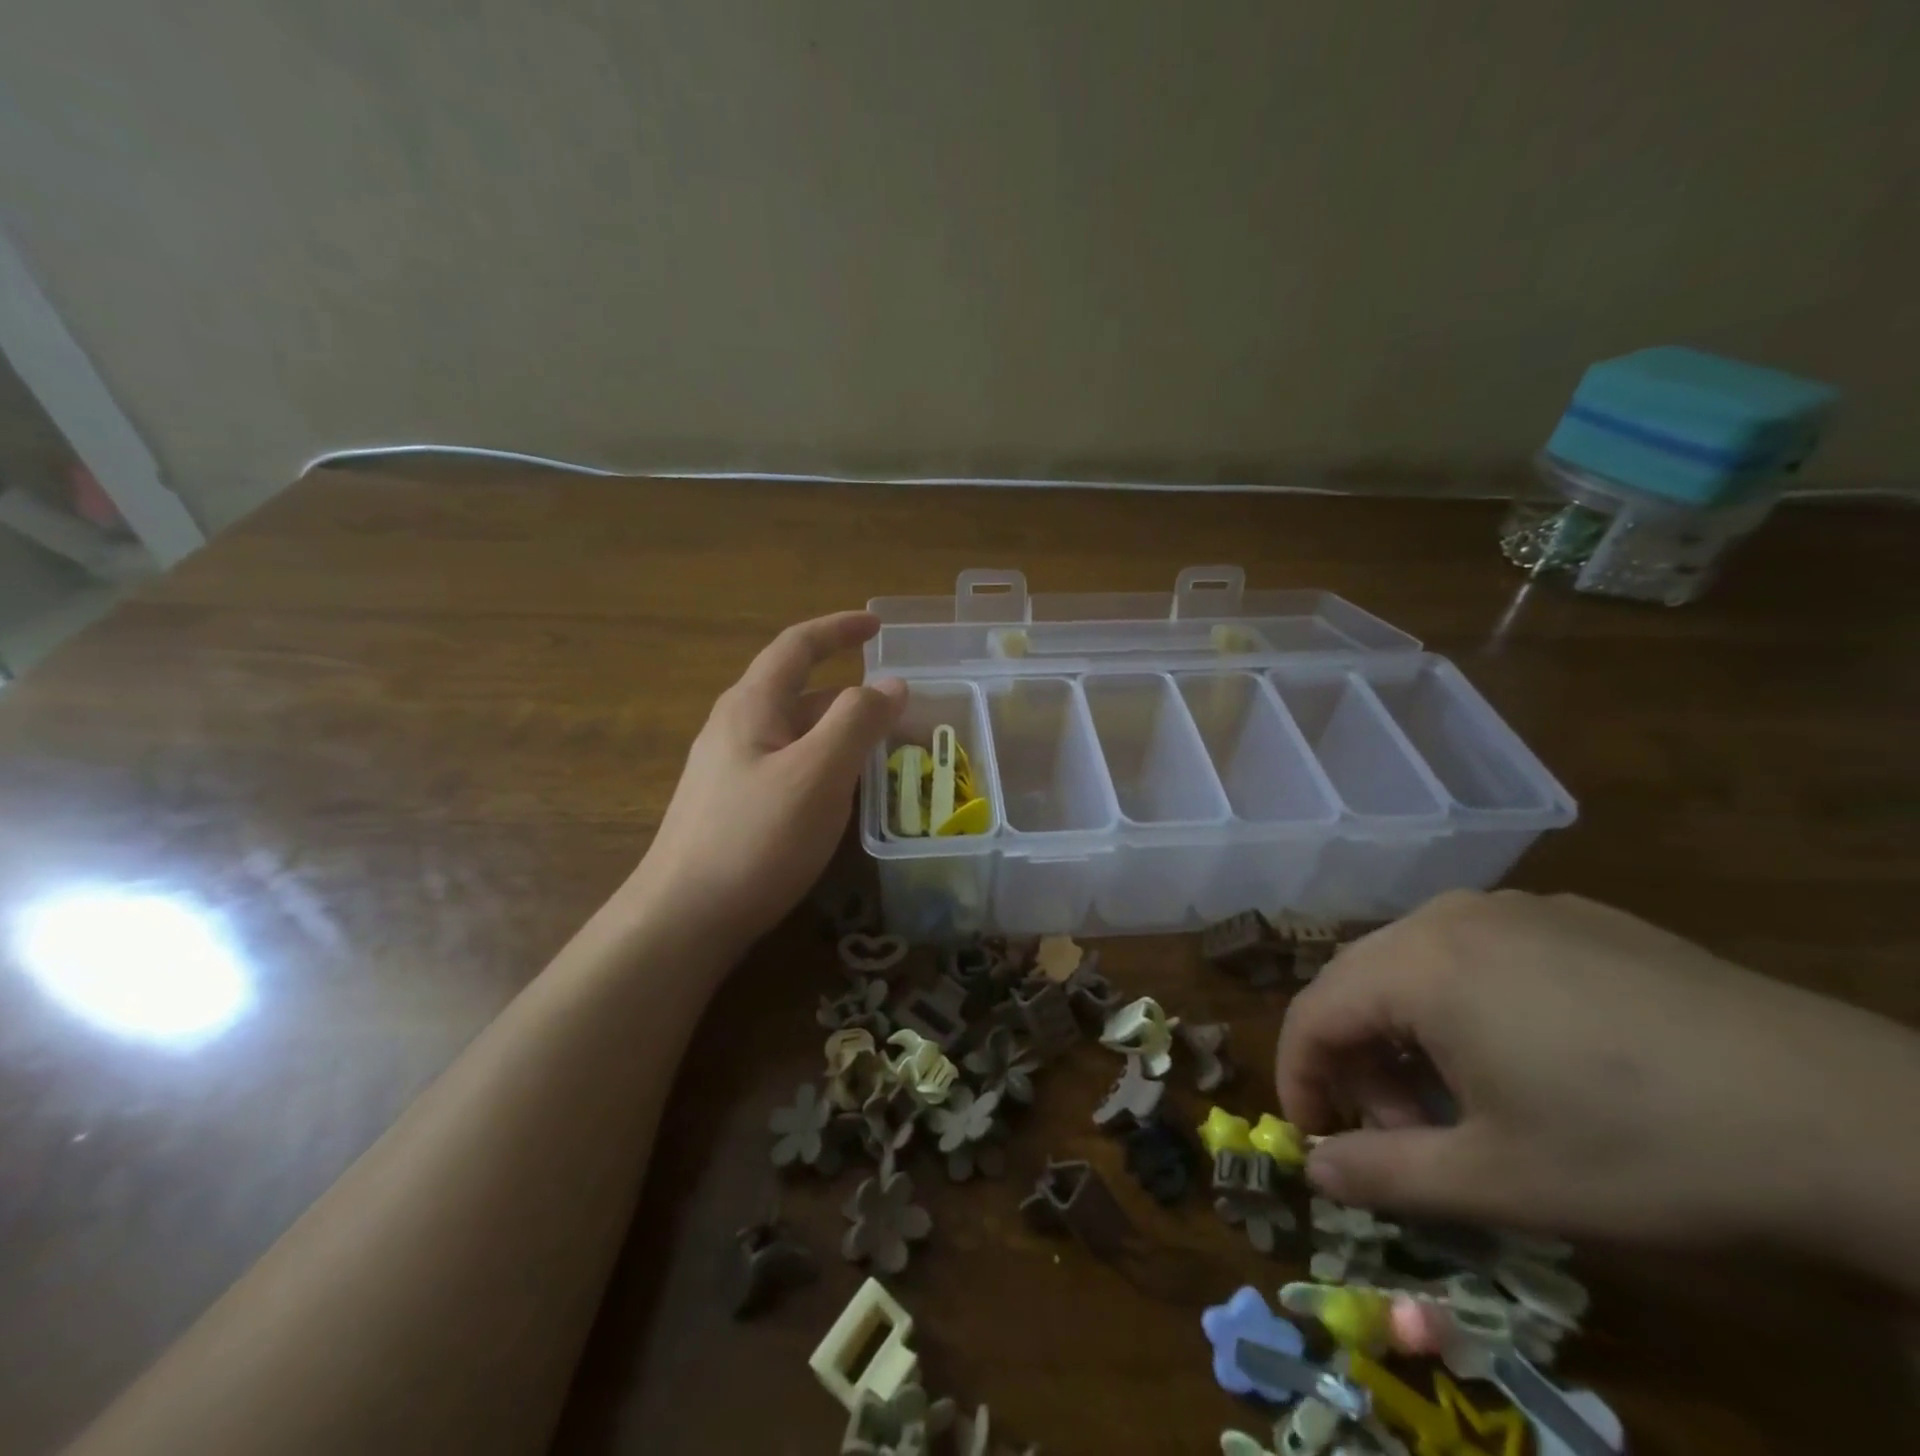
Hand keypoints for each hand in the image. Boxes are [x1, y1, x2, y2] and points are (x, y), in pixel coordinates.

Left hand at [626, 612, 904, 955]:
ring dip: (841, 732)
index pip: (797, 646)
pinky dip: (825, 764)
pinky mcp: (734, 806)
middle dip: (852, 694)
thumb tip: (892, 684)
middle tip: (900, 713)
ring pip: (797, 734)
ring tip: (885, 753)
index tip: (878, 627)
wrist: (684, 918)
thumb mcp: (818, 773)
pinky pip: (789, 766)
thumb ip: (858, 721)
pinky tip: (843, 795)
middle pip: (800, 692)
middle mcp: (736, 728)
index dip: (839, 629)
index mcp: (751, 705)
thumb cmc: (756, 838)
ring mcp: (730, 769)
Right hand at [1276, 890, 1919, 1259]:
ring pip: (1416, 962)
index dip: (1299, 1078)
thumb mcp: (1501, 1183)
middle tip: (1397, 1133)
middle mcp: (1450, 915)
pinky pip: (1479, 950)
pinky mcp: (1574, 916)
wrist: (1857, 1122)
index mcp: (1418, 964)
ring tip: (1462, 1100)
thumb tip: (1313, 1173)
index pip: (1312, 1012)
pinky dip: (1463, 1002)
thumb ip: (1384, 1174)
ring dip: (1409, 1031)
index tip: (1315, 1140)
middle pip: (1359, 981)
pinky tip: (1527, 1056)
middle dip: (1357, 1060)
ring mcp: (1515, 906)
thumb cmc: (1647, 1153)